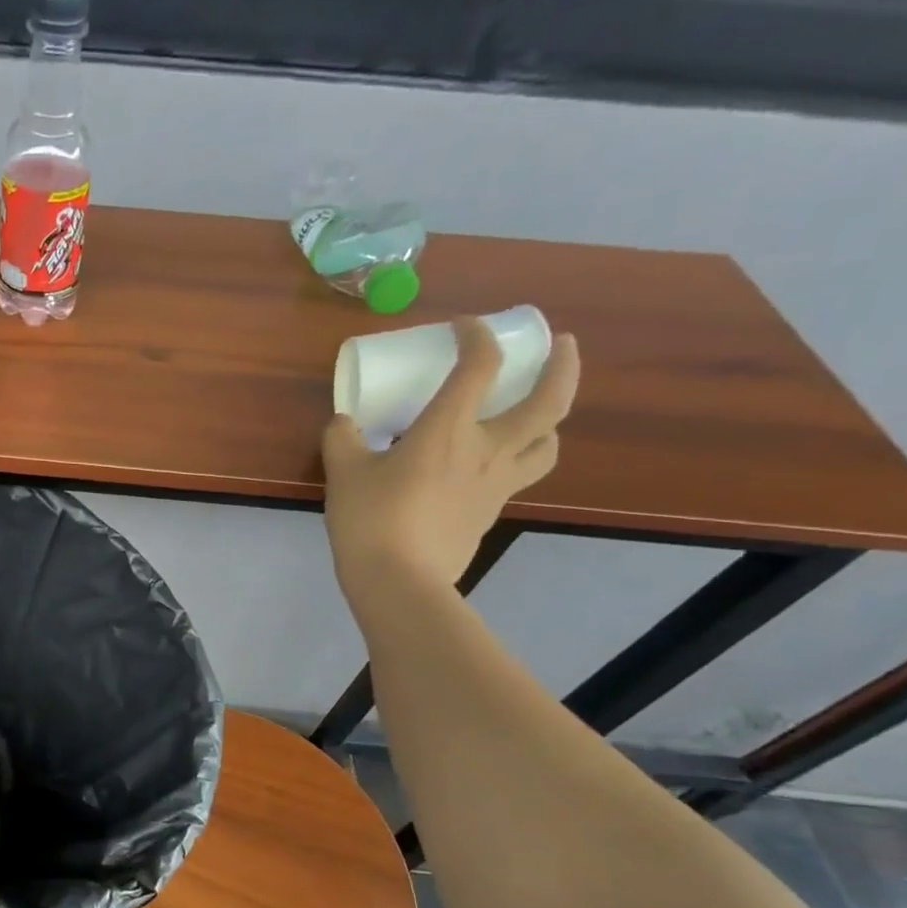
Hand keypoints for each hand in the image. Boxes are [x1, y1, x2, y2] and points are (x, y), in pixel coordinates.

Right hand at [323, 318, 578, 607]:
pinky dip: (516, 459)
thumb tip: (344, 422)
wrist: (398, 581)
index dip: (477, 337)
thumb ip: (343, 439)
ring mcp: (496, 484)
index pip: (479, 366)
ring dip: (551, 420)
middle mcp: (486, 450)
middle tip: (564, 345)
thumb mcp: (344, 473)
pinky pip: (517, 476)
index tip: (464, 327)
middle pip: (549, 401)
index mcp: (449, 429)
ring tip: (538, 412)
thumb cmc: (371, 519)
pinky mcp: (490, 513)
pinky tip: (490, 464)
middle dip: (562, 366)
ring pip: (548, 444)